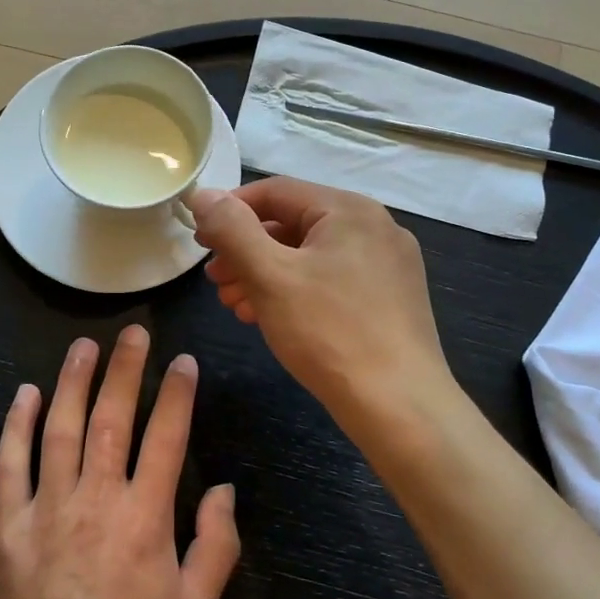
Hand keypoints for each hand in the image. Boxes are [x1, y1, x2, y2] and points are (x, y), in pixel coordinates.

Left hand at [0, 326, 240, 598]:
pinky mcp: (8, 524)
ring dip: (74, 381)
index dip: (177, 394)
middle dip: (125, 369)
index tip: (183, 362)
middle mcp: (97, 497)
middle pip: (112, 417)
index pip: (166, 436)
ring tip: (83, 346)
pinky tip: (27, 393)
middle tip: (133, 332)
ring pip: (61, 428)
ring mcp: (47, 506)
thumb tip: (225, 490)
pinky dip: (18, 425)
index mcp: (145, 515)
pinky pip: (11, 463)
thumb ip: (216, 544)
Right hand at [189, 178, 452, 428]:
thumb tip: (204, 194)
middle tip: (214, 278)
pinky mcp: (390, 298)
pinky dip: (295, 291)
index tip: (200, 239)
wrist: (399, 407)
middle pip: (294, 223)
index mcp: (349, 209)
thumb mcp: (270, 276)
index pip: (275, 191)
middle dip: (246, 250)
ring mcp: (387, 264)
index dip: (230, 211)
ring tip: (234, 303)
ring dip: (266, 274)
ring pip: (311, 255)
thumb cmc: (329, 332)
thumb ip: (233, 229)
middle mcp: (374, 226)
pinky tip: (269, 317)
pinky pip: (331, 279)